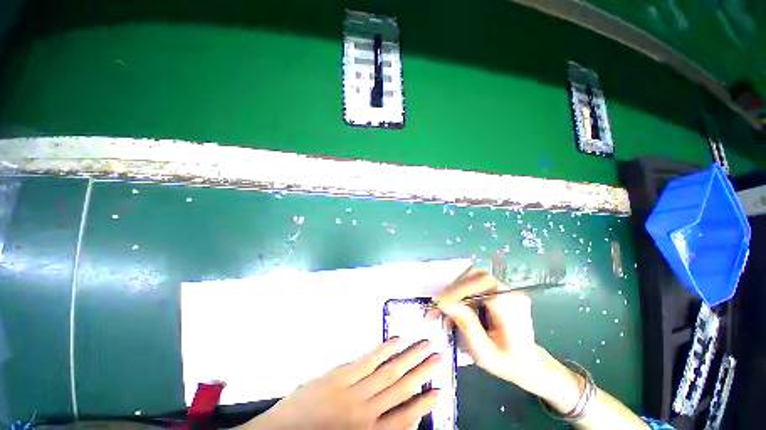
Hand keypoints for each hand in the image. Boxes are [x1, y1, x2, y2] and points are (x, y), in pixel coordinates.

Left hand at [242, 338, 440, 429]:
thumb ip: (376, 428)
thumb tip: (402, 418)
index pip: (404, 416)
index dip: (424, 403)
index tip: (439, 390)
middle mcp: (367, 411)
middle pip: (401, 389)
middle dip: (422, 373)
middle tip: (438, 357)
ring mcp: (355, 390)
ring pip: (389, 372)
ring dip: (409, 358)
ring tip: (425, 346)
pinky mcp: (341, 374)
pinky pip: (368, 360)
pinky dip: (384, 350)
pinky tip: (396, 341)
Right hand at [426, 268, 557, 398]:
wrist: (529, 364)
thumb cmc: (507, 363)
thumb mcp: (484, 353)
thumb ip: (466, 325)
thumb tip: (446, 304)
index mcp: (511, 306)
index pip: (480, 285)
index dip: (457, 291)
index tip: (439, 304)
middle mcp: (510, 292)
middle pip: (474, 277)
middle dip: (452, 290)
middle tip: (437, 307)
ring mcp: (505, 288)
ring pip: (472, 277)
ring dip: (455, 291)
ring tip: (445, 310)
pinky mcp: (498, 290)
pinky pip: (474, 283)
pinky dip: (461, 293)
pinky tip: (455, 309)